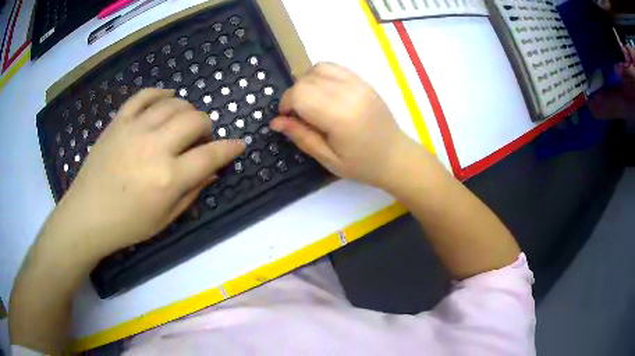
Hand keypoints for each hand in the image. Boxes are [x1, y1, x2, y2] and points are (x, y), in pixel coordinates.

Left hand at [46, 89, 244, 257]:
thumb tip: (211, 171)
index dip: (230, 148)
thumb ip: (191, 192)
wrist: (87, 214)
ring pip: (174, 104)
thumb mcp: (164, 219)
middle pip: (195, 120)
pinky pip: (145, 95)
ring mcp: (135, 129)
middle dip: (207, 127)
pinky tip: (167, 98)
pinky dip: (161, 93)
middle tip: (201, 140)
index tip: (239, 144)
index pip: (211, 155)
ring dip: (187, 110)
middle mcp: (155, 147)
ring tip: (183, 123)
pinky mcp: (119, 121)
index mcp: (168, 178)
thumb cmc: (126, 225)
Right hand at [270, 63, 411, 188]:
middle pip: (306, 80)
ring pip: (318, 68)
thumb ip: (301, 136)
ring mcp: (358, 83)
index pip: (299, 94)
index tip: (288, 119)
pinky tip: (325, 93)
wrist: (396, 156)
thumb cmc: (362, 164)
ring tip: (312, 102)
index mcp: (340, 116)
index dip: (286, 104)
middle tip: (300, 115)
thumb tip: (275, 122)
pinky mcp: (363, 81)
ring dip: (307, 82)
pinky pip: (334, 67)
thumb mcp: (328, 158)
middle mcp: (349, 93)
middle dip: (294, 95)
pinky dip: (321, 76)